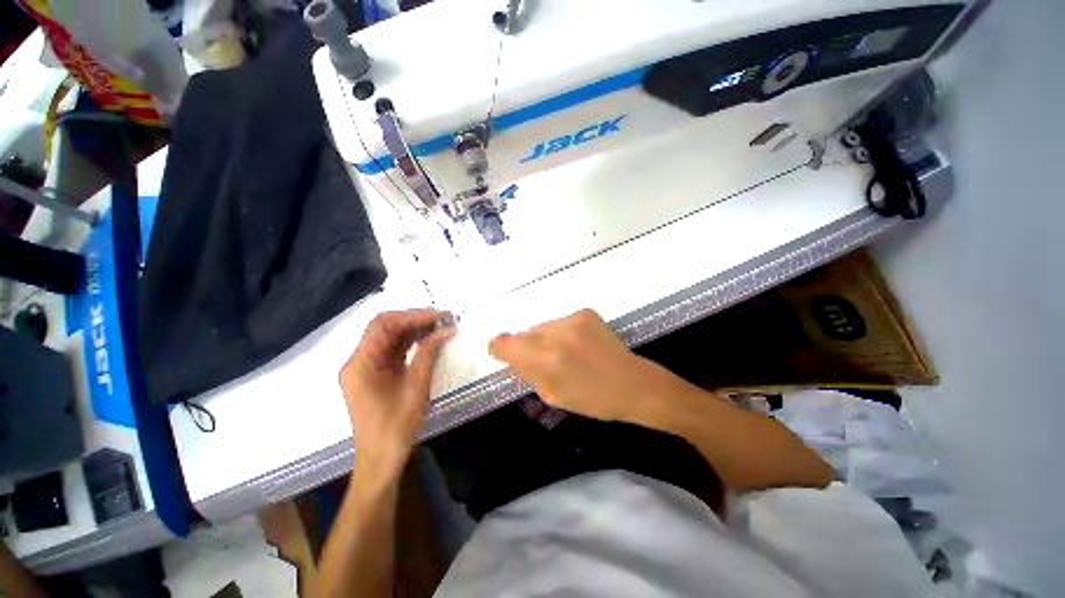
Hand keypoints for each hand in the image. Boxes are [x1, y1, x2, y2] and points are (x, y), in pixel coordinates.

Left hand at [340, 310, 454, 476]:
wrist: (381, 460)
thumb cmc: (396, 427)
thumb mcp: (416, 387)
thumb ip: (428, 353)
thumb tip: (447, 329)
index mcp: (360, 364)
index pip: (383, 325)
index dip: (412, 315)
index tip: (439, 315)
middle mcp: (358, 361)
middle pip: (384, 328)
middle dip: (414, 320)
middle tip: (443, 319)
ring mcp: (366, 368)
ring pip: (390, 337)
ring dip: (414, 330)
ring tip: (440, 326)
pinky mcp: (375, 374)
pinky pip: (393, 350)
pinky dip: (411, 343)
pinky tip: (429, 340)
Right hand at [489, 309, 689, 425]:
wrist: (633, 384)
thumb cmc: (593, 399)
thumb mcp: (552, 396)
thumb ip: (528, 373)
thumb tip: (513, 356)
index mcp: (544, 360)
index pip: (503, 343)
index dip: (500, 349)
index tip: (505, 354)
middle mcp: (554, 334)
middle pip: (524, 333)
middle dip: (528, 346)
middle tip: (546, 360)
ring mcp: (572, 319)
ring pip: (543, 325)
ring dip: (546, 337)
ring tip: (567, 352)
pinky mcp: (585, 312)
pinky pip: (561, 321)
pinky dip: (563, 332)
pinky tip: (580, 344)